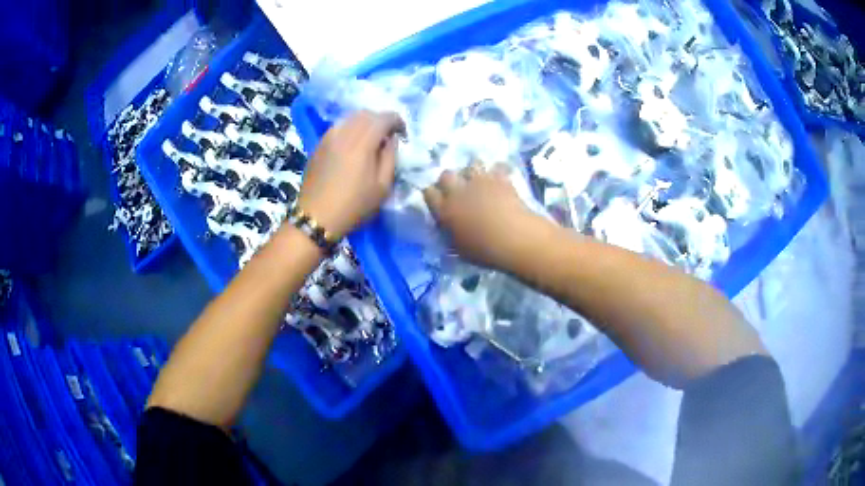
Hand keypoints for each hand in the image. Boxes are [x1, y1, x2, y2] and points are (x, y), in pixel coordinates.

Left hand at [297, 110, 404, 239]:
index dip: (397, 121)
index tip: (403, 134)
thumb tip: (392, 139)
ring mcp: (329, 137)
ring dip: (365, 123)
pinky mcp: (319, 144)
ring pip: (351, 117)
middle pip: (367, 114)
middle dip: (381, 120)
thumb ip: (390, 157)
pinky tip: (353, 144)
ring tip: (371, 139)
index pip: (383, 118)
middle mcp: (344, 134)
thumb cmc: (353, 206)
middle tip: (388, 136)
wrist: (316, 217)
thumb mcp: (382, 187)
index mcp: (362, 144)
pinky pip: (339, 126)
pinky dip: (351, 128)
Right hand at [423, 163, 542, 270]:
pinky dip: (498, 172)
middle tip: (459, 189)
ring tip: (481, 182)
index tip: (439, 200)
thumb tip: (448, 229)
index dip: (433, 195)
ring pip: (471, 165)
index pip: (429, 193)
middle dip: (451, 180)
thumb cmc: (484, 250)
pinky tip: (501, 180)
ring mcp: (479, 181)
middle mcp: (458, 191)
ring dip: (474, 172)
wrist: (512, 238)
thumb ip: (450, 235)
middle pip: (446, 175)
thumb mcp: (459, 249)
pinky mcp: (500, 178)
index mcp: (445, 210)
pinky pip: (497, 168)